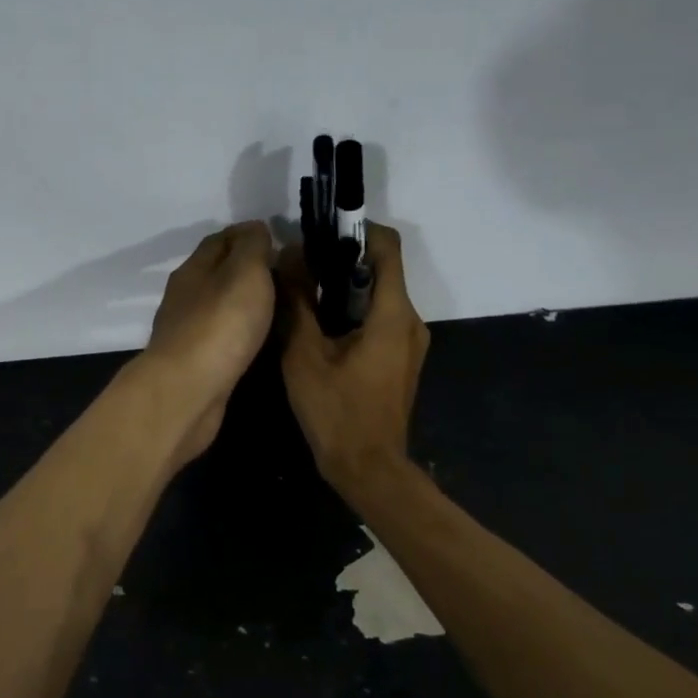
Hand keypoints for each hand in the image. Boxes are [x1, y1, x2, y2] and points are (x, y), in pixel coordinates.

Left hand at [142, 221, 275, 466]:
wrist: (188, 391)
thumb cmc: (220, 324)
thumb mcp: (245, 272)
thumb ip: (253, 247)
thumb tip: (256, 229)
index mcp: (193, 269)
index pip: (220, 240)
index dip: (249, 235)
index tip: (279, 239)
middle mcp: (185, 296)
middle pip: (217, 272)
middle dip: (248, 269)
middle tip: (286, 275)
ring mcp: (187, 332)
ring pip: (219, 306)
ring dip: (244, 302)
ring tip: (279, 306)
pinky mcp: (195, 364)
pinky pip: (222, 337)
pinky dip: (241, 331)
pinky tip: (258, 339)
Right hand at [276, 223, 429, 490]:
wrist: (368, 468)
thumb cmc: (337, 411)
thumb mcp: (305, 355)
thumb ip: (297, 302)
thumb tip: (287, 257)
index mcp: (392, 313)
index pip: (386, 246)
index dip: (356, 228)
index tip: (320, 233)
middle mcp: (410, 320)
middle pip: (381, 270)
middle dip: (341, 260)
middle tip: (300, 266)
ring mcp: (409, 342)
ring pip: (378, 296)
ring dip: (344, 289)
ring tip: (303, 295)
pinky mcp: (401, 360)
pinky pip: (379, 320)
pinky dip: (352, 312)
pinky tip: (320, 328)